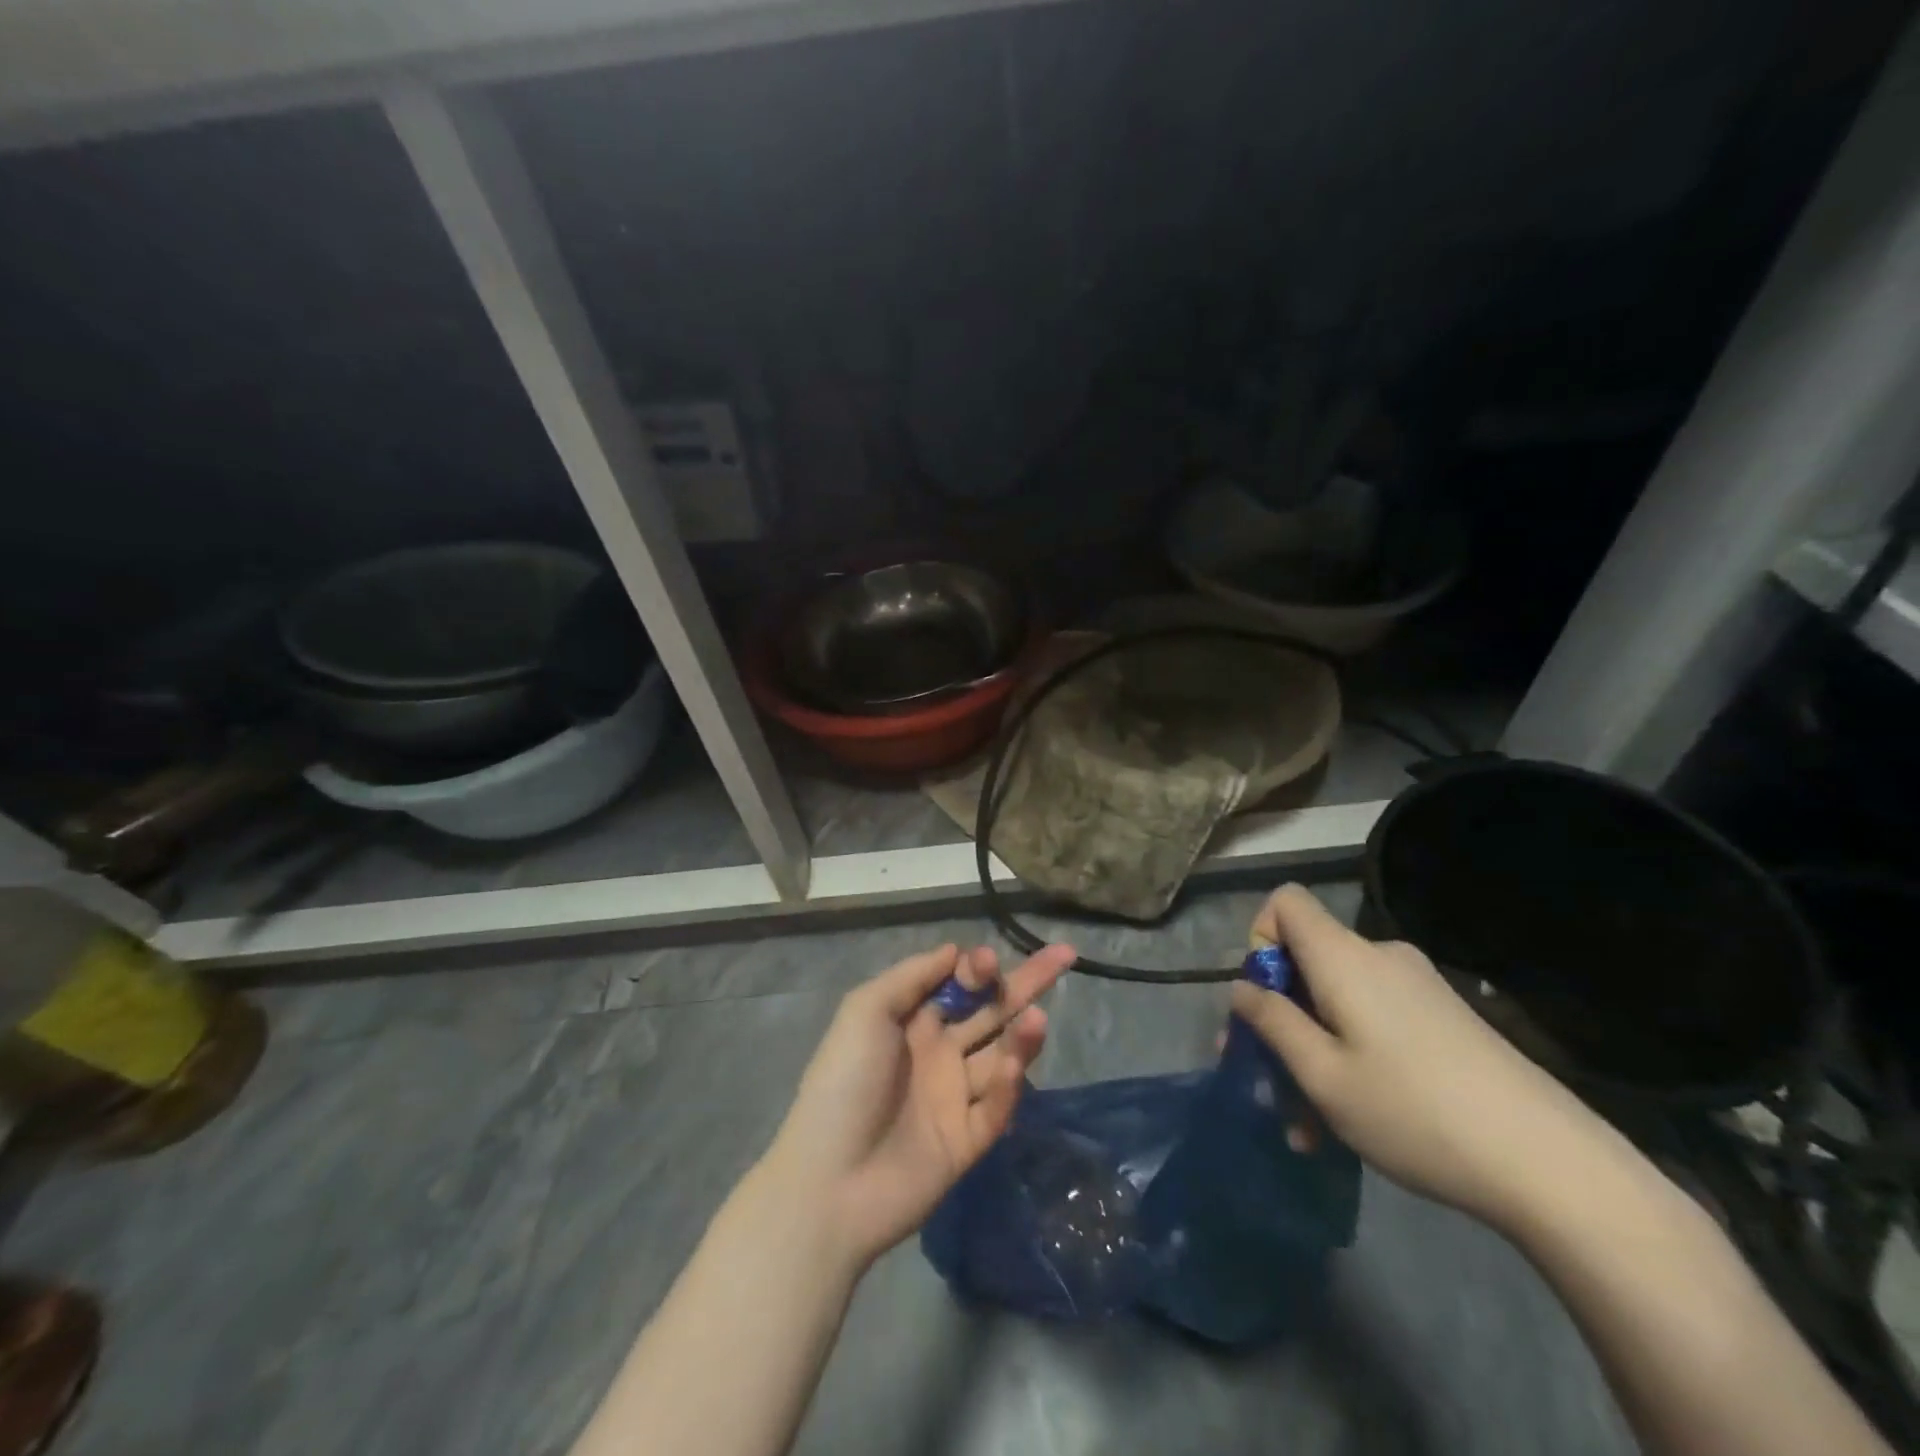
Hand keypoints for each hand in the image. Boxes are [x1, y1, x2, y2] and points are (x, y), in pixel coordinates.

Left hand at [762, 940, 1074, 1268]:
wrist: (829, 1183)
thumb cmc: (844, 1084)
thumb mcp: (865, 1012)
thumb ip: (911, 976)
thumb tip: (955, 950)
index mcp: (912, 1022)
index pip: (958, 985)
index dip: (977, 969)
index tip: (987, 962)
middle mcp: (938, 1053)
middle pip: (991, 1012)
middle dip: (1025, 984)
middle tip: (1064, 956)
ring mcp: (955, 1097)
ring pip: (1001, 1056)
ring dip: (1022, 1036)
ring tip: (1038, 1018)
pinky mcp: (968, 1141)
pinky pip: (996, 1108)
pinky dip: (1008, 1087)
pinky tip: (1011, 1069)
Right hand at [1232, 884, 1609, 1228]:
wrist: (1553, 1166)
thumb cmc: (1415, 1111)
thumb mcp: (1323, 1075)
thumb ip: (1272, 1023)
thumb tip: (1241, 988)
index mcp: (1344, 957)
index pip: (1285, 902)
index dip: (1259, 938)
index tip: (1263, 1000)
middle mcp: (1380, 958)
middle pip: (1308, 962)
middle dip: (1279, 1017)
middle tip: (1264, 1081)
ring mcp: (1419, 989)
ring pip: (1339, 1003)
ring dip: (1313, 1053)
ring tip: (1306, 1127)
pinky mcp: (1446, 1021)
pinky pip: (1375, 1022)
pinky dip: (1351, 1059)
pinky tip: (1352, 1122)